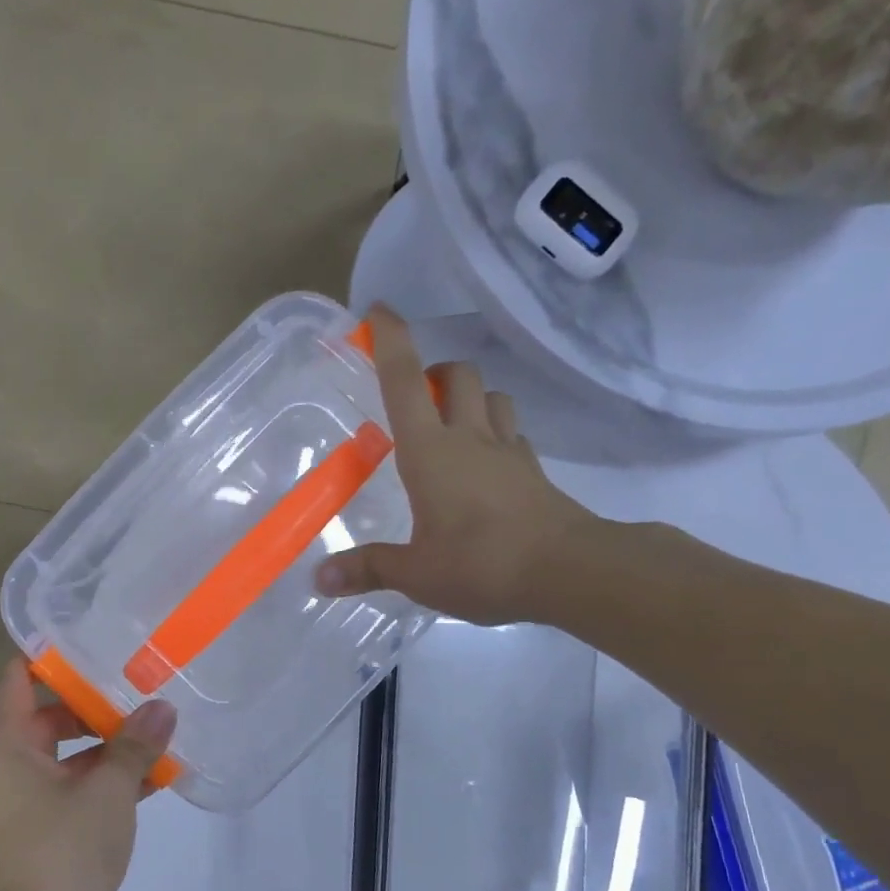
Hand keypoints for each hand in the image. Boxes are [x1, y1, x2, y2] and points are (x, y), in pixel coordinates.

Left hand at [0, 659, 176, 890]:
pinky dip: (97, 783)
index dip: (55, 657)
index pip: (19, 676)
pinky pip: (64, 789)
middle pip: (47, 716)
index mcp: (3, 743)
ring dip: (105, 750)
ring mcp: (13, 800)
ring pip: (61, 757)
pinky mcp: (30, 829)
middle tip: (140, 692)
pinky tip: (148, 782)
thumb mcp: (109, 790)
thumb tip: (163, 707)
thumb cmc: (63, 849)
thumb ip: (136, 745)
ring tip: (155, 738)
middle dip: (95, 708)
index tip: (97, 644)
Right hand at [315, 306, 598, 625]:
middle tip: (415, 398)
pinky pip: (514, 434)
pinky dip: (496, 433)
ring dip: (470, 397)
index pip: (405, 381)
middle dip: (435, 371)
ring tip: (451, 426)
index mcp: (430, 451)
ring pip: (492, 396)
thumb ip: (367, 569)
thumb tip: (320, 579)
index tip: (377, 311)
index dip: (390, 340)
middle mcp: (470, 438)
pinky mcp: (534, 472)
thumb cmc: (481, 564)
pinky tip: (485, 464)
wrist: (569, 572)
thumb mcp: (415, 574)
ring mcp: (508, 452)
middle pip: (458, 374)